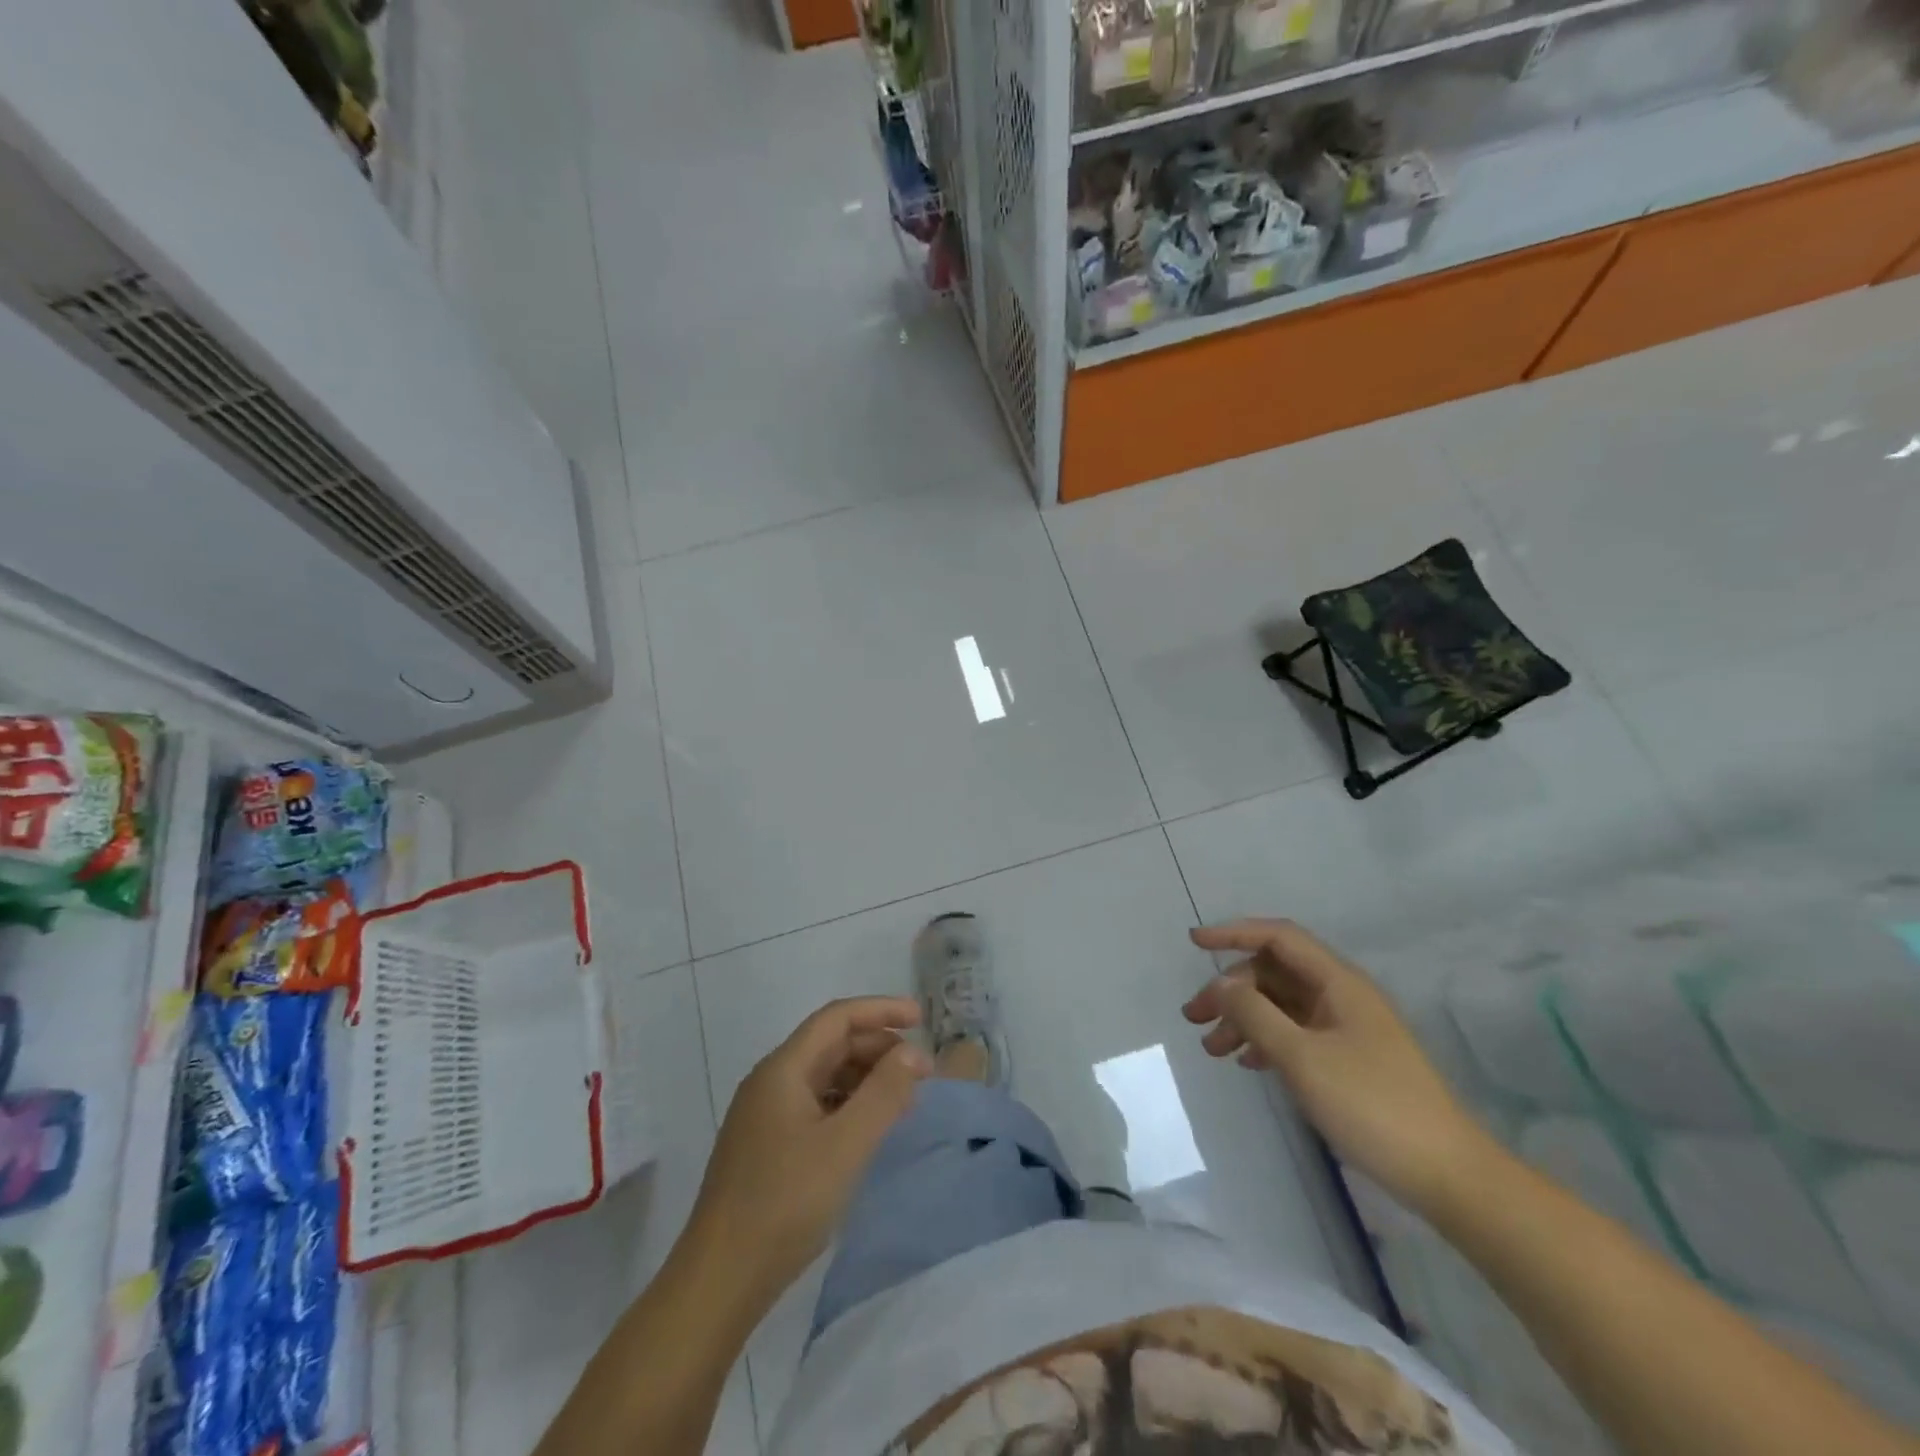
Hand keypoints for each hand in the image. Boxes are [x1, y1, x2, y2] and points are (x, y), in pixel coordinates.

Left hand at [687, 997, 931, 1303]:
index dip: (881, 1011)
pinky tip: (868, 1127)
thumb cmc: (784, 1204)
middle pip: (830, 1044)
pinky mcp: (766, 1146)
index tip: (921, 1019)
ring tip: (903, 1098)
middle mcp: (770, 1082)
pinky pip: (816, 1104)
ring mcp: (765, 1116)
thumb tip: (913, 1054)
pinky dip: (848, 1104)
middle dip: (878, 1047)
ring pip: (824, 1075)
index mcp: (783, 1070)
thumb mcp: (845, 1146)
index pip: (837, 1018)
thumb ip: (883, 1094)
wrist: (718, 1282)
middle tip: (922, 1071)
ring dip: (865, 1076)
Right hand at [1183, 918, 1492, 1212]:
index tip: (1194, 944)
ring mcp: (1347, 1028)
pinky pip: (1296, 1033)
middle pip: (1274, 973)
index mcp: (1338, 982)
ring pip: (1282, 1005)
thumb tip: (1221, 984)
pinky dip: (1266, 1040)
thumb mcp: (1302, 1058)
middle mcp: (1342, 996)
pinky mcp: (1349, 1059)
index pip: (1279, 937)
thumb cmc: (1372, 1105)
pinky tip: (1247, 1063)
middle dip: (1231, 989)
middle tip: (1194, 1017)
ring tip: (1212, 1049)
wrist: (1447, 1175)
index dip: (1234, 933)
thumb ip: (1255, 1014)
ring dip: (1243, 1018)